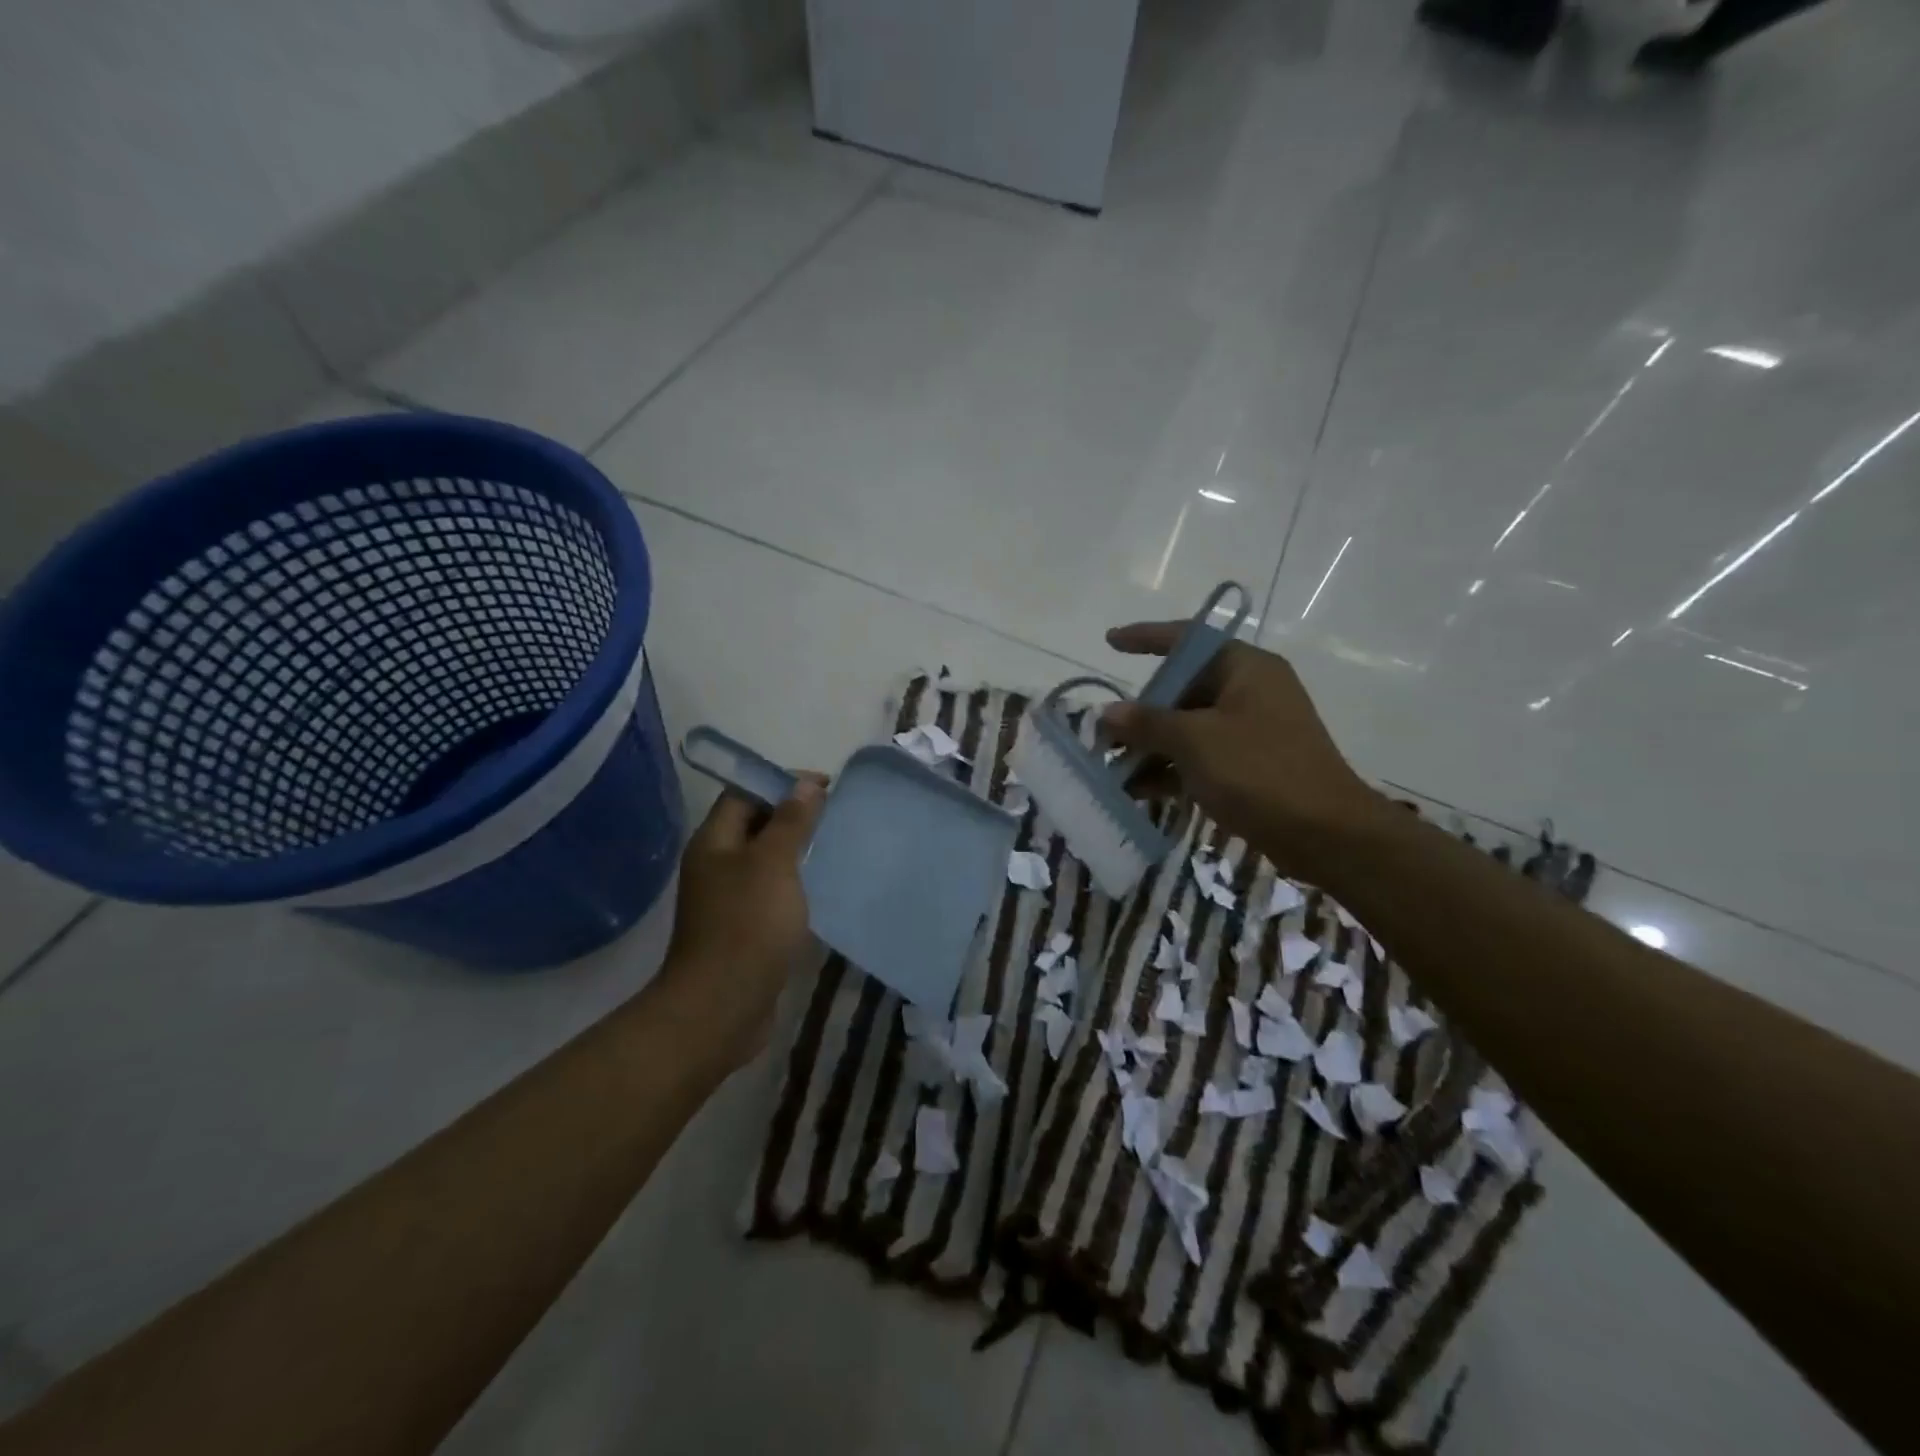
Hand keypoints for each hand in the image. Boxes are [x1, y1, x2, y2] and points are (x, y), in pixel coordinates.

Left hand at [664, 777, 825, 1066]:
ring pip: (765, 860)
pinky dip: (795, 882)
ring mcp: (727, 899)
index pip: (744, 793)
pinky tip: (822, 887)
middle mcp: (716, 865)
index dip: (782, 782)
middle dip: (793, 814)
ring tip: (835, 845)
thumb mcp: (774, 864)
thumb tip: (805, 784)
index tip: (826, 785)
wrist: (722, 1007)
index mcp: (714, 842)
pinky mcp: (743, 928)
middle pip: (754, 825)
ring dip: (796, 849)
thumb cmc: (748, 925)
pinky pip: (771, 891)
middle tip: (836, 814)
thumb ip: (790, 822)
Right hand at [1100, 624, 1387, 879]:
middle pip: (1183, 688)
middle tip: (1105, 732)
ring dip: (1151, 747)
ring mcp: (1250, 730)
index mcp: (1244, 668)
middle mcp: (1249, 691)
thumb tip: (1108, 712)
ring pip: (1188, 728)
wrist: (1325, 834)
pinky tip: (1139, 791)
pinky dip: (1171, 770)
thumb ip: (1147, 723)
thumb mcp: (1195, 741)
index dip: (1146, 637)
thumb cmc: (1259, 771)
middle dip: (1141, 712)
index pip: (1187, 639)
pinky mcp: (1250, 766)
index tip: (1110, 641)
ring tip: (1113, 768)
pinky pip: (1200, 757)